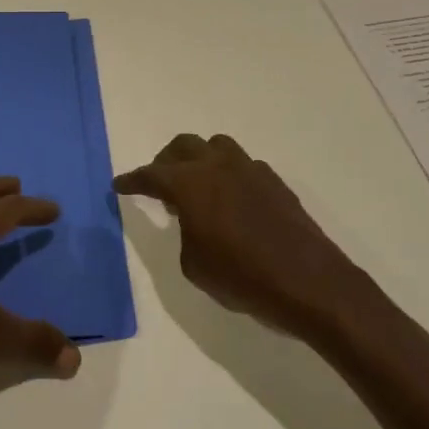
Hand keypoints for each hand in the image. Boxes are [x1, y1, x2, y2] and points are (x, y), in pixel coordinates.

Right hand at [115, 134, 385, 344]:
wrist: (308, 282)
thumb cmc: (242, 277)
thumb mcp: (194, 264)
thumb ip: (184, 232)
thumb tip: (190, 217)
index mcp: (191, 183)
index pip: (152, 174)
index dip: (133, 180)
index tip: (119, 185)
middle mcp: (219, 166)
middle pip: (184, 146)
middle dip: (165, 162)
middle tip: (158, 183)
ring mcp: (251, 169)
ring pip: (216, 147)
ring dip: (199, 159)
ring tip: (195, 186)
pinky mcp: (275, 182)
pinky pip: (242, 165)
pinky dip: (227, 174)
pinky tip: (230, 200)